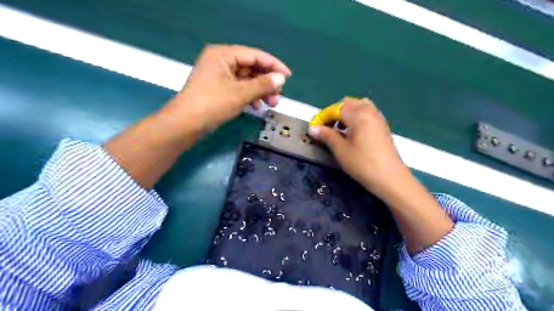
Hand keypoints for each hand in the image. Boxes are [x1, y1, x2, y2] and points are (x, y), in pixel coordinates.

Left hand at [167, 44, 291, 131]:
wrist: (186, 125)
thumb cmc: (212, 104)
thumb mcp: (240, 93)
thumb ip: (262, 84)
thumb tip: (281, 79)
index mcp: (223, 54)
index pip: (254, 55)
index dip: (273, 65)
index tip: (288, 76)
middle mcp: (221, 61)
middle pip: (251, 68)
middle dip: (266, 83)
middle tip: (279, 96)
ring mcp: (220, 76)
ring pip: (247, 80)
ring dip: (260, 91)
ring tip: (271, 104)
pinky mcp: (219, 89)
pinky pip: (240, 89)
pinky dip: (250, 97)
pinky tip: (257, 107)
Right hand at [309, 98, 451, 254]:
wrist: (390, 178)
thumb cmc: (363, 164)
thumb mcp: (340, 150)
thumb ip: (326, 135)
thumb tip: (312, 128)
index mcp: (358, 115)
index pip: (335, 108)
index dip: (322, 117)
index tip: (314, 128)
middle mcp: (369, 111)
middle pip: (348, 103)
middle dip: (334, 112)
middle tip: (326, 128)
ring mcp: (378, 117)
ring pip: (358, 106)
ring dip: (346, 114)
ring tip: (339, 129)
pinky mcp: (382, 126)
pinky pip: (366, 113)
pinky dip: (356, 117)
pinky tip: (352, 133)